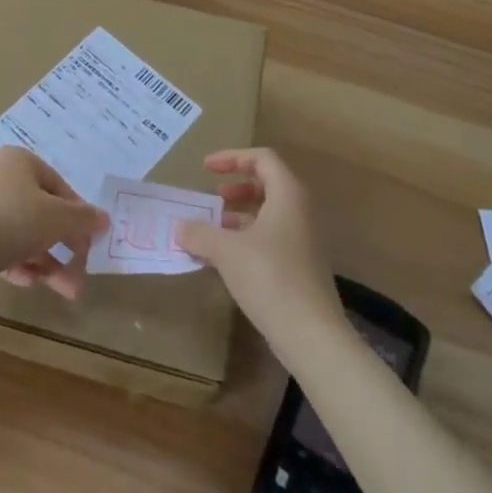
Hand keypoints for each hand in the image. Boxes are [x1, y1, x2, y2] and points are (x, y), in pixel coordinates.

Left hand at [0, 147, 107, 300]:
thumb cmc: (17, 220)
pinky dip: (20, 264)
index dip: (77, 212)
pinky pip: (2, 246)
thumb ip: (84, 218)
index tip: (89, 238)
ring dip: (47, 262)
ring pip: (23, 233)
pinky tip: (30, 283)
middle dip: (64, 245)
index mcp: (18, 161)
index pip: (57, 184)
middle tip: (81, 268)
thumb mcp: (60, 218)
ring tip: (67, 290)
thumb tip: (104, 219)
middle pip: (40, 212)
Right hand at [176, 149, 343, 339]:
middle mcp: (300, 211)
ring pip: (269, 214)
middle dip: (238, 187)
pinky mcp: (302, 266)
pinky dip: (248, 239)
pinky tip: (226, 261)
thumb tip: (180, 228)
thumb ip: (200, 233)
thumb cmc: (269, 278)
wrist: (311, 335)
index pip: (262, 158)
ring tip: (213, 232)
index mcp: (288, 195)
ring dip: (240, 216)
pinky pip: (272, 238)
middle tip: (215, 196)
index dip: (232, 158)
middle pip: (268, 184)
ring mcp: (304, 240)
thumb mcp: (226, 251)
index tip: (206, 169)